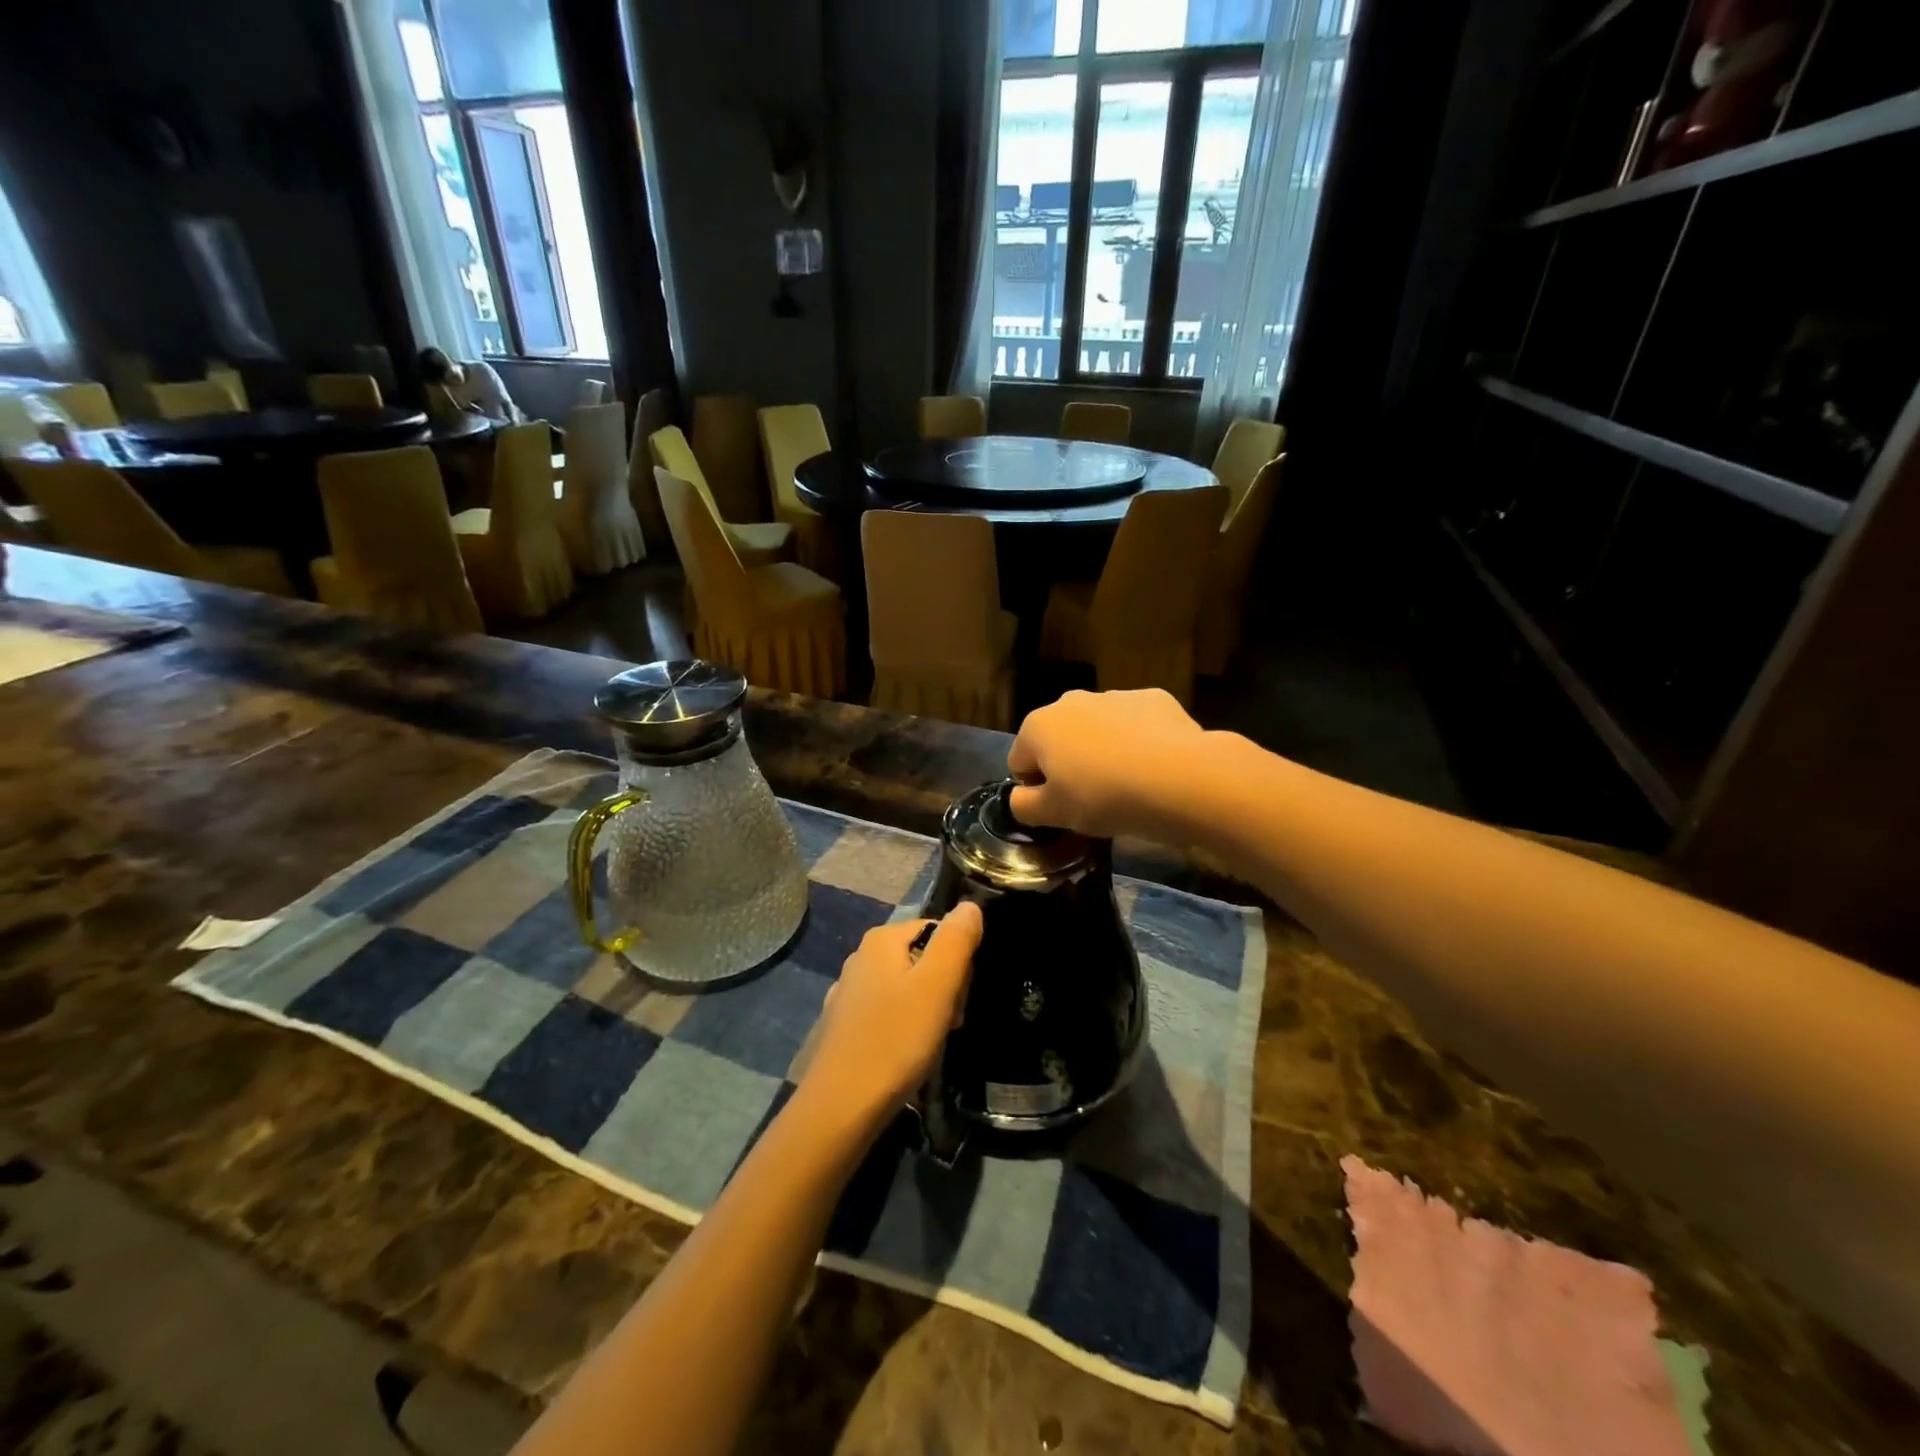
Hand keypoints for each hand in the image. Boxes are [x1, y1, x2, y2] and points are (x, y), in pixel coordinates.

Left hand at [802, 903, 983, 1126]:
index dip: (958, 960)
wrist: (840, 1107)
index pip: (937, 929)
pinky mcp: (844, 1025)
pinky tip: (906, 1054)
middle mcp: (861, 957)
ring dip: (927, 1009)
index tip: (961, 996)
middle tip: (949, 1021)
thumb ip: (956, 940)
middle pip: (921, 957)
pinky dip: (903, 1027)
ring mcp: (848, 992)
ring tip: (932, 1042)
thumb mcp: (937, 986)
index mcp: (881, 939)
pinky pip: (887, 1012)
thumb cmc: (895, 1040)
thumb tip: (969, 905)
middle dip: (944, 986)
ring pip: (905, 987)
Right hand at [1007, 689, 1205, 838]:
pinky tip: (1154, 766)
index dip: (1036, 788)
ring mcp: (1114, 695)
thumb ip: (1024, 806)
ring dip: (1102, 751)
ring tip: (1127, 783)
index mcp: (1038, 727)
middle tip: (1092, 797)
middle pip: (1059, 739)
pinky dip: (1138, 741)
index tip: (1060, 808)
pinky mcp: (1153, 698)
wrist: (1180, 777)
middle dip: (1068, 763)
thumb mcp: (1054, 815)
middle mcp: (1070, 701)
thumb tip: (1021, 796)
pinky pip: (1135, 724)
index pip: (1019, 761)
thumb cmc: (1104, 797)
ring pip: (1097, 728)